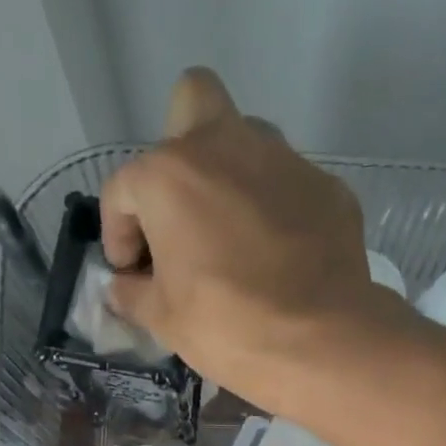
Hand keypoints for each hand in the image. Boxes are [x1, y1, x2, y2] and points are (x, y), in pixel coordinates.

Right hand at [100, 69, 398, 400]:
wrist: (320, 341)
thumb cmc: (227, 327)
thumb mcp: (164, 320)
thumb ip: (133, 293)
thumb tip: (124, 286)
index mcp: (170, 175)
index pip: (123, 190)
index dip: (118, 234)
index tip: (130, 273)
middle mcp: (225, 146)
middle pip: (192, 104)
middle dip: (179, 146)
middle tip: (183, 209)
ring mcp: (284, 160)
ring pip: (249, 140)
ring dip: (233, 176)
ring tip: (235, 235)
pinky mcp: (327, 187)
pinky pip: (291, 186)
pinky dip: (278, 211)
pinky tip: (282, 257)